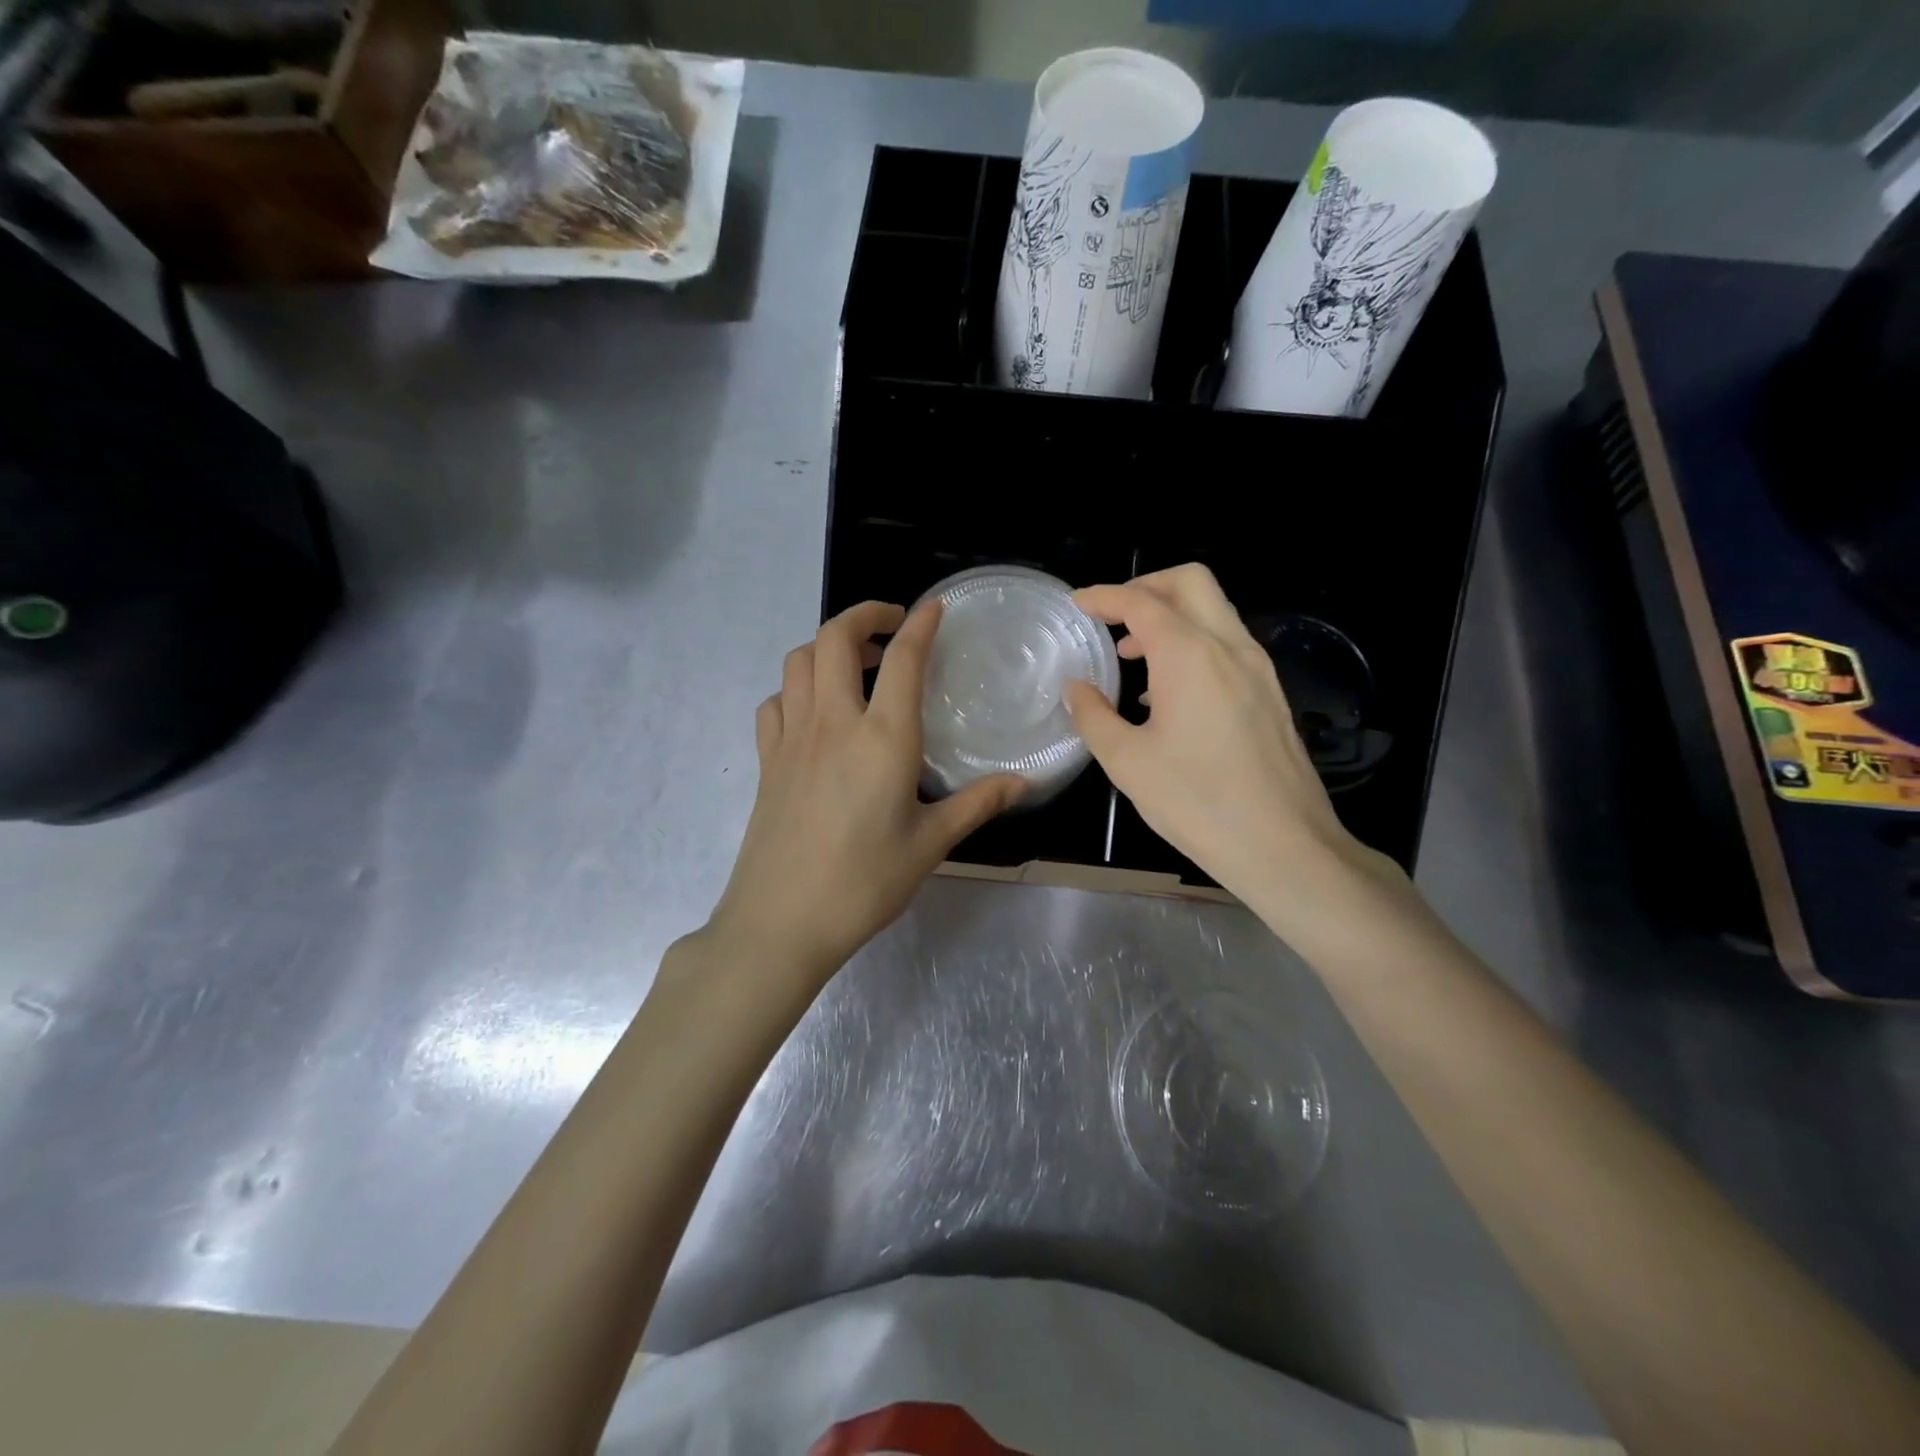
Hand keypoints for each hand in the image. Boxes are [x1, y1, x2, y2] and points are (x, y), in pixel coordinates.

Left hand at [706, 600, 1024, 981]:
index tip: (934, 607)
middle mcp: (833, 723)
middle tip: (892, 625)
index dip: (921, 624)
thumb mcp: (930, 845)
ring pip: (798, 661)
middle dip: (864, 614)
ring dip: (827, 646)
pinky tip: (815, 712)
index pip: (903, 660)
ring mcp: (792, 738)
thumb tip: (1023, 782)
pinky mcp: (767, 760)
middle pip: (834, 638)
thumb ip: (976, 803)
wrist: (781, 922)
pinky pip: (775, 702)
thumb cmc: (864, 883)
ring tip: (858, 664)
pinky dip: (795, 688)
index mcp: (882, 738)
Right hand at [1064, 564, 1405, 914]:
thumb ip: (1093, 716)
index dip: (1104, 597)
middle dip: (1146, 585)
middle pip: (1190, 582)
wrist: (1284, 845)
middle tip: (1112, 616)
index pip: (1141, 602)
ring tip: (1132, 656)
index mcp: (1190, 655)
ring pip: (1214, 610)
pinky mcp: (1271, 692)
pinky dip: (1192, 642)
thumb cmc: (1197, 803)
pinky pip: (1227, 644)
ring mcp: (1258, 668)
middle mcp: (1229, 647)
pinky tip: (1168, 691)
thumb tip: (1077, 687)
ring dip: (1170, 616)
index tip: (1077, 604)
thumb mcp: (1127, 762)